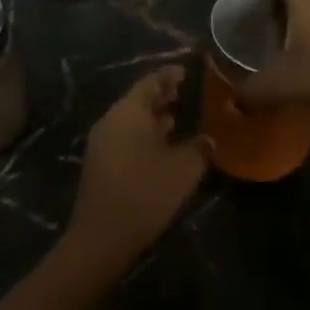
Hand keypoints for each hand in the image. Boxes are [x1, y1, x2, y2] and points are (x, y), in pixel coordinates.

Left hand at [66, 67, 210, 270]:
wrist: (102, 238)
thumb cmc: (145, 193)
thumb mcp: (183, 168)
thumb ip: (199, 148)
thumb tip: (208, 140)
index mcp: (128, 112)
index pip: (150, 82)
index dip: (169, 75)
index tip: (187, 71)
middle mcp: (111, 121)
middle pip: (138, 100)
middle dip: (162, 96)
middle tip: (185, 92)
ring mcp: (102, 143)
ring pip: (132, 120)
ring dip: (153, 118)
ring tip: (178, 117)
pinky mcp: (101, 165)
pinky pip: (126, 138)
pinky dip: (145, 135)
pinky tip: (163, 147)